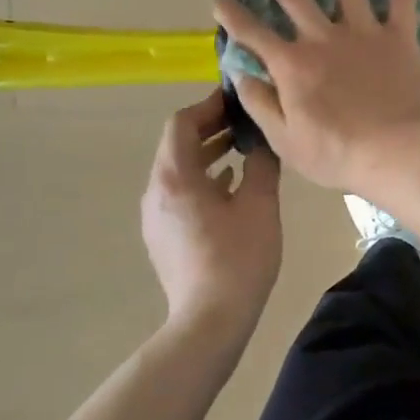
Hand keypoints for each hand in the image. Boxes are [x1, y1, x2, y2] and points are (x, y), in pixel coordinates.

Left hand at [140, 91, 282, 344]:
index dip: (208, 105)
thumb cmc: (238, 257)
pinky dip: (202, 178)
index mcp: (175, 177)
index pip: (181, 123)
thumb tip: (264, 140)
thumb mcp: (260, 204)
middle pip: (176, 145)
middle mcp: (156, 191)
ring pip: (178, 170)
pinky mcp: (163, 236)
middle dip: (209, 127)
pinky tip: (230, 184)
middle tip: (244, 120)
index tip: (237, 99)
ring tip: (242, 148)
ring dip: (207, 153)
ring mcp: (156, 216)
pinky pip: (179, 193)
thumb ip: (261, 164)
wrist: (210, 320)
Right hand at [213, 0, 419, 192]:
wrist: (397, 152)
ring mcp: (363, 34)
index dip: (231, 11)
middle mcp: (323, 38)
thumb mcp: (285, 140)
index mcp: (292, 65)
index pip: (252, 32)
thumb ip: (260, 104)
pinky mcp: (399, 38)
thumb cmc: (338, 154)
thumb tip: (240, 74)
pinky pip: (402, 1)